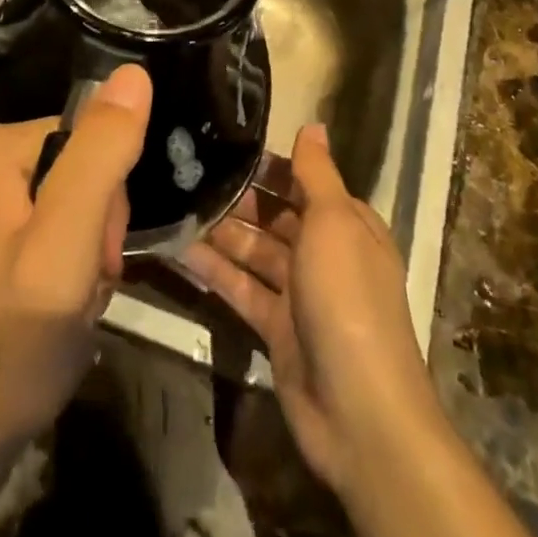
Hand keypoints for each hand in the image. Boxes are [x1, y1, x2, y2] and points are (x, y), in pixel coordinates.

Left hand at [0, 63, 152, 459]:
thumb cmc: (13, 342)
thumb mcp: (68, 244)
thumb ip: (101, 156)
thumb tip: (134, 74)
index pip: (82, 135)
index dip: (106, 196)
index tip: (98, 255)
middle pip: (72, 163)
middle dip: (94, 223)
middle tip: (83, 283)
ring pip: (63, 195)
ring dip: (82, 246)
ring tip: (70, 298)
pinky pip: (41, 220)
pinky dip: (60, 258)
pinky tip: (52, 298)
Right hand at [180, 122, 438, 496]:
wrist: (359, 412)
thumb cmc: (348, 299)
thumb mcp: (335, 222)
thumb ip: (316, 173)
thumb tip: (313, 123)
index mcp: (347, 224)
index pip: (304, 182)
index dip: (269, 165)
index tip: (224, 143)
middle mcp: (325, 254)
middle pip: (276, 216)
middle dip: (239, 197)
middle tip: (189, 173)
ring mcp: (300, 294)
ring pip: (256, 251)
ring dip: (222, 232)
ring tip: (178, 205)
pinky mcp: (277, 329)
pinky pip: (242, 289)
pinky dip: (216, 272)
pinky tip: (181, 251)